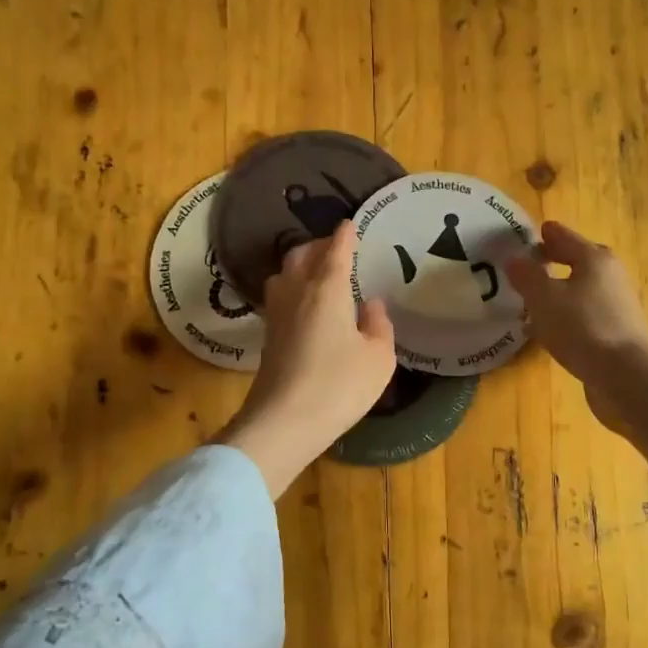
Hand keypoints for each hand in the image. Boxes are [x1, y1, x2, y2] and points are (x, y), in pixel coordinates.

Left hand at [218, 221, 396, 496]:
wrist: (284, 422)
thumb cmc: (339, 385)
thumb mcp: (378, 358)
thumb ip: (379, 325)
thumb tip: (370, 304)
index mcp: (327, 289)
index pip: (336, 250)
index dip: (345, 235)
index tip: (351, 224)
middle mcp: (297, 292)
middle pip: (302, 255)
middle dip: (320, 245)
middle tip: (338, 249)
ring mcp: (277, 314)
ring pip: (284, 273)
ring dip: (301, 265)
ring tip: (320, 273)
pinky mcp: (268, 336)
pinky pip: (280, 296)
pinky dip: (293, 288)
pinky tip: (306, 304)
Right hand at [505, 221, 647, 434]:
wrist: (625, 376)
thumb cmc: (582, 327)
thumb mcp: (544, 298)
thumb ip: (526, 276)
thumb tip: (514, 260)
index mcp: (594, 258)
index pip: (565, 237)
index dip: (546, 235)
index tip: (531, 233)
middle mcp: (610, 277)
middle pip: (577, 262)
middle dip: (552, 263)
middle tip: (526, 267)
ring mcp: (616, 306)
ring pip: (580, 291)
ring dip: (558, 293)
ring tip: (531, 302)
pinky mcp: (616, 334)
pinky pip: (584, 316)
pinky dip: (566, 317)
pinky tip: (549, 331)